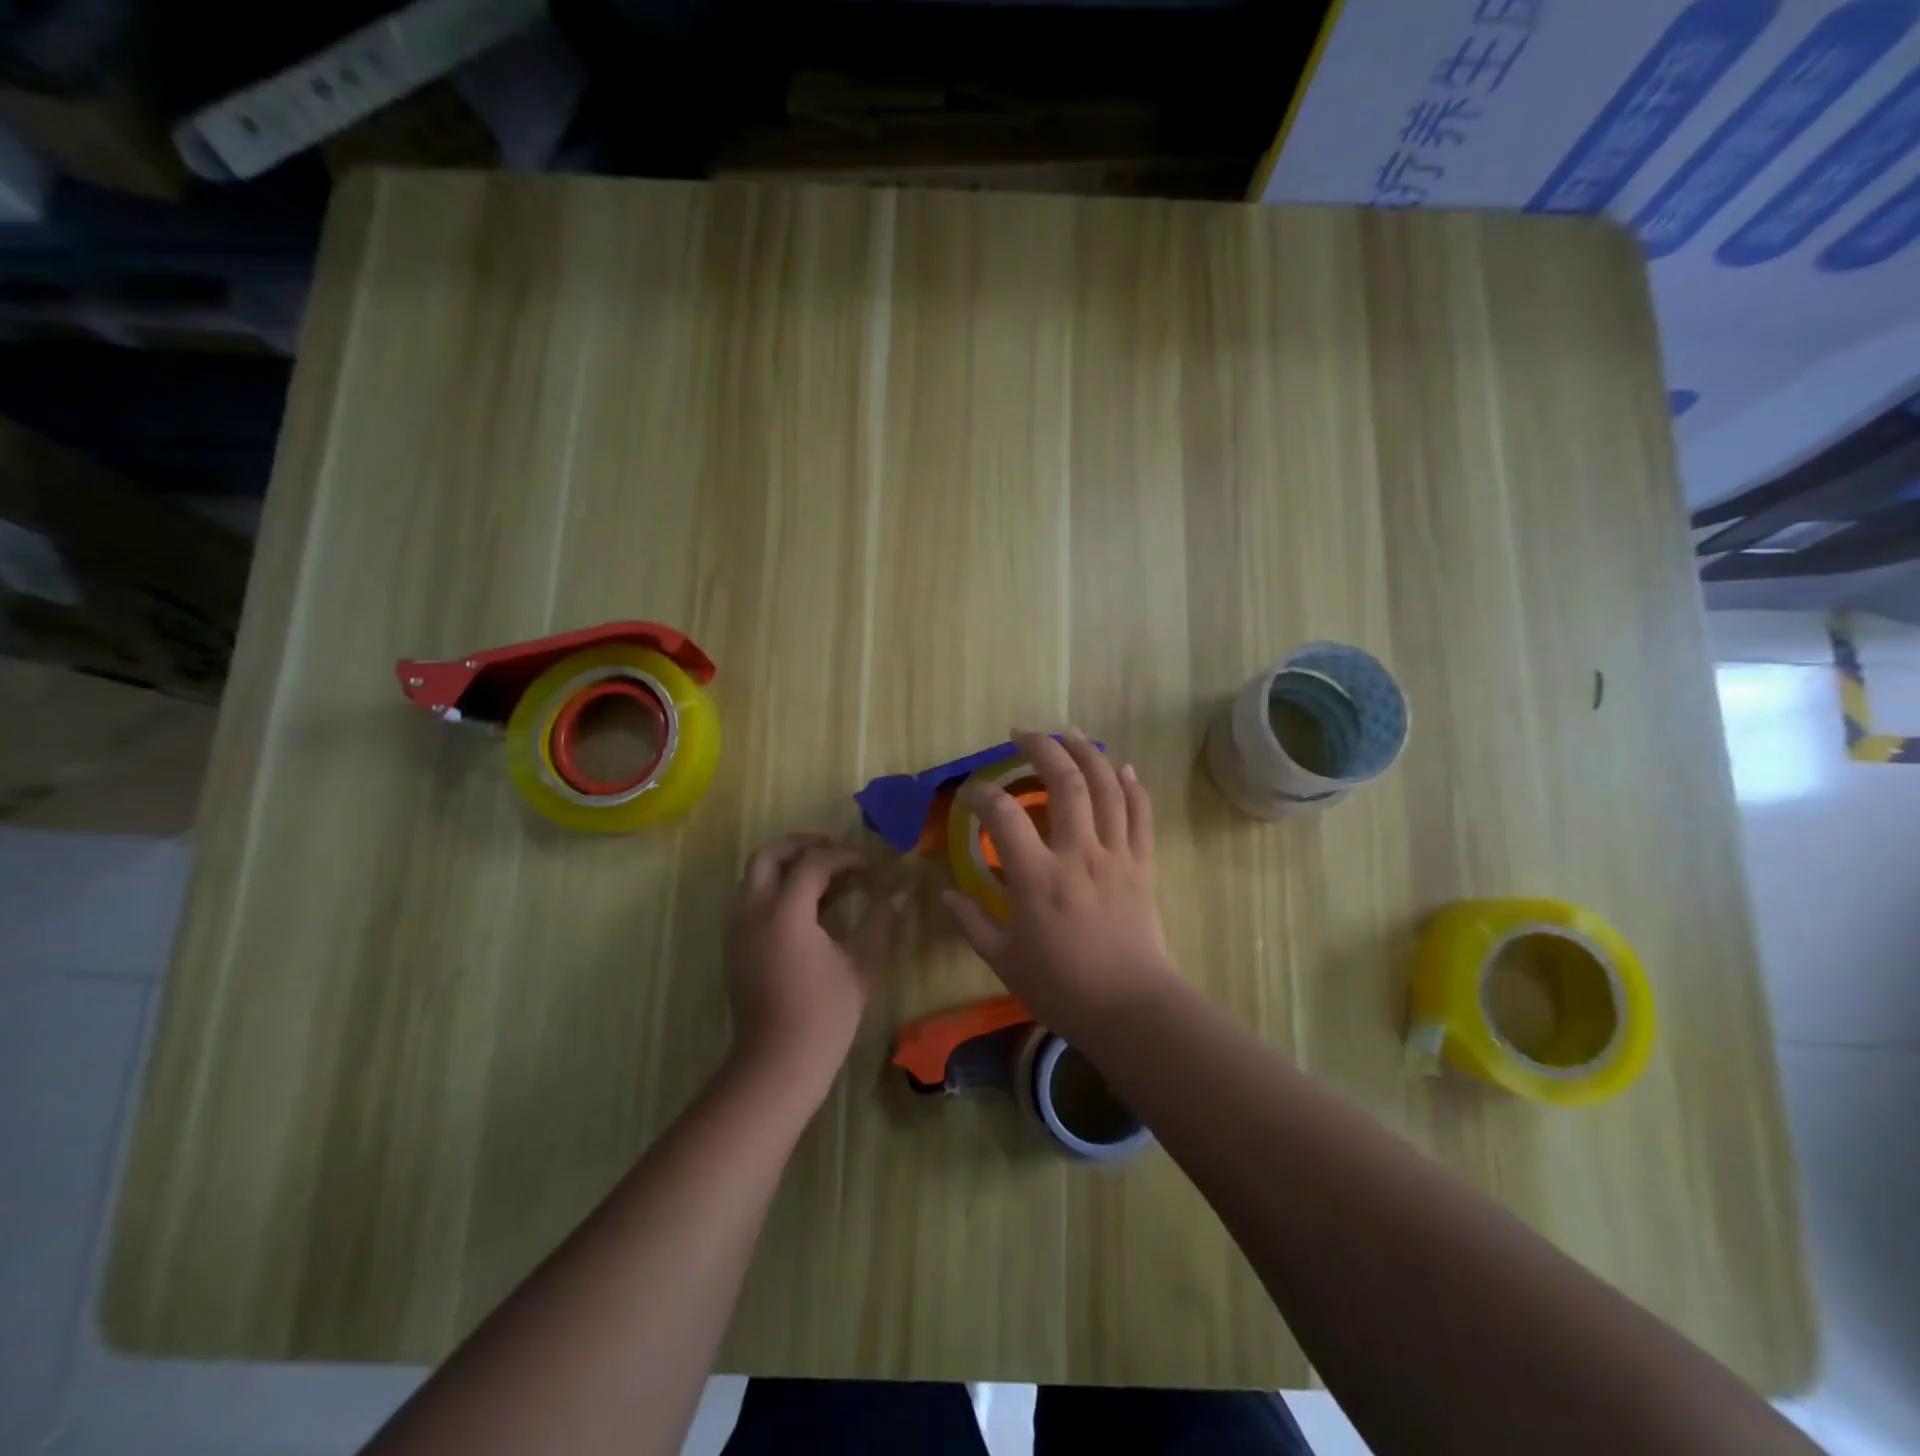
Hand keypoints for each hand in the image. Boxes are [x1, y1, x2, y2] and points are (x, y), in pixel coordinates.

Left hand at [725, 833, 907, 1103]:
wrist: (777, 1064)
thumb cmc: (824, 1015)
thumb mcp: (861, 965)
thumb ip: (880, 922)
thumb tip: (902, 893)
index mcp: (784, 913)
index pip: (812, 863)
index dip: (844, 857)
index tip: (870, 866)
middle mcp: (753, 911)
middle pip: (768, 854)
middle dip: (802, 845)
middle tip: (836, 853)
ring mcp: (738, 928)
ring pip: (755, 875)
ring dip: (788, 865)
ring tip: (826, 878)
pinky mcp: (735, 945)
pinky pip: (751, 898)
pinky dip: (777, 887)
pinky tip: (809, 906)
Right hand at [942, 729, 1178, 1041]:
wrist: (1131, 1009)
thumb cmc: (1063, 988)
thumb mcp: (1004, 962)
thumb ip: (973, 923)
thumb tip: (947, 894)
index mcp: (1038, 879)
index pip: (1004, 816)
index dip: (982, 794)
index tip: (970, 793)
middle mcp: (1078, 854)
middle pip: (1065, 782)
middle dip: (1042, 747)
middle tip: (1023, 734)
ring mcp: (1116, 855)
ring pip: (1107, 787)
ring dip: (1088, 752)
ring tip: (1069, 733)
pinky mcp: (1142, 864)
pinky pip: (1141, 814)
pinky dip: (1132, 785)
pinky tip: (1121, 766)